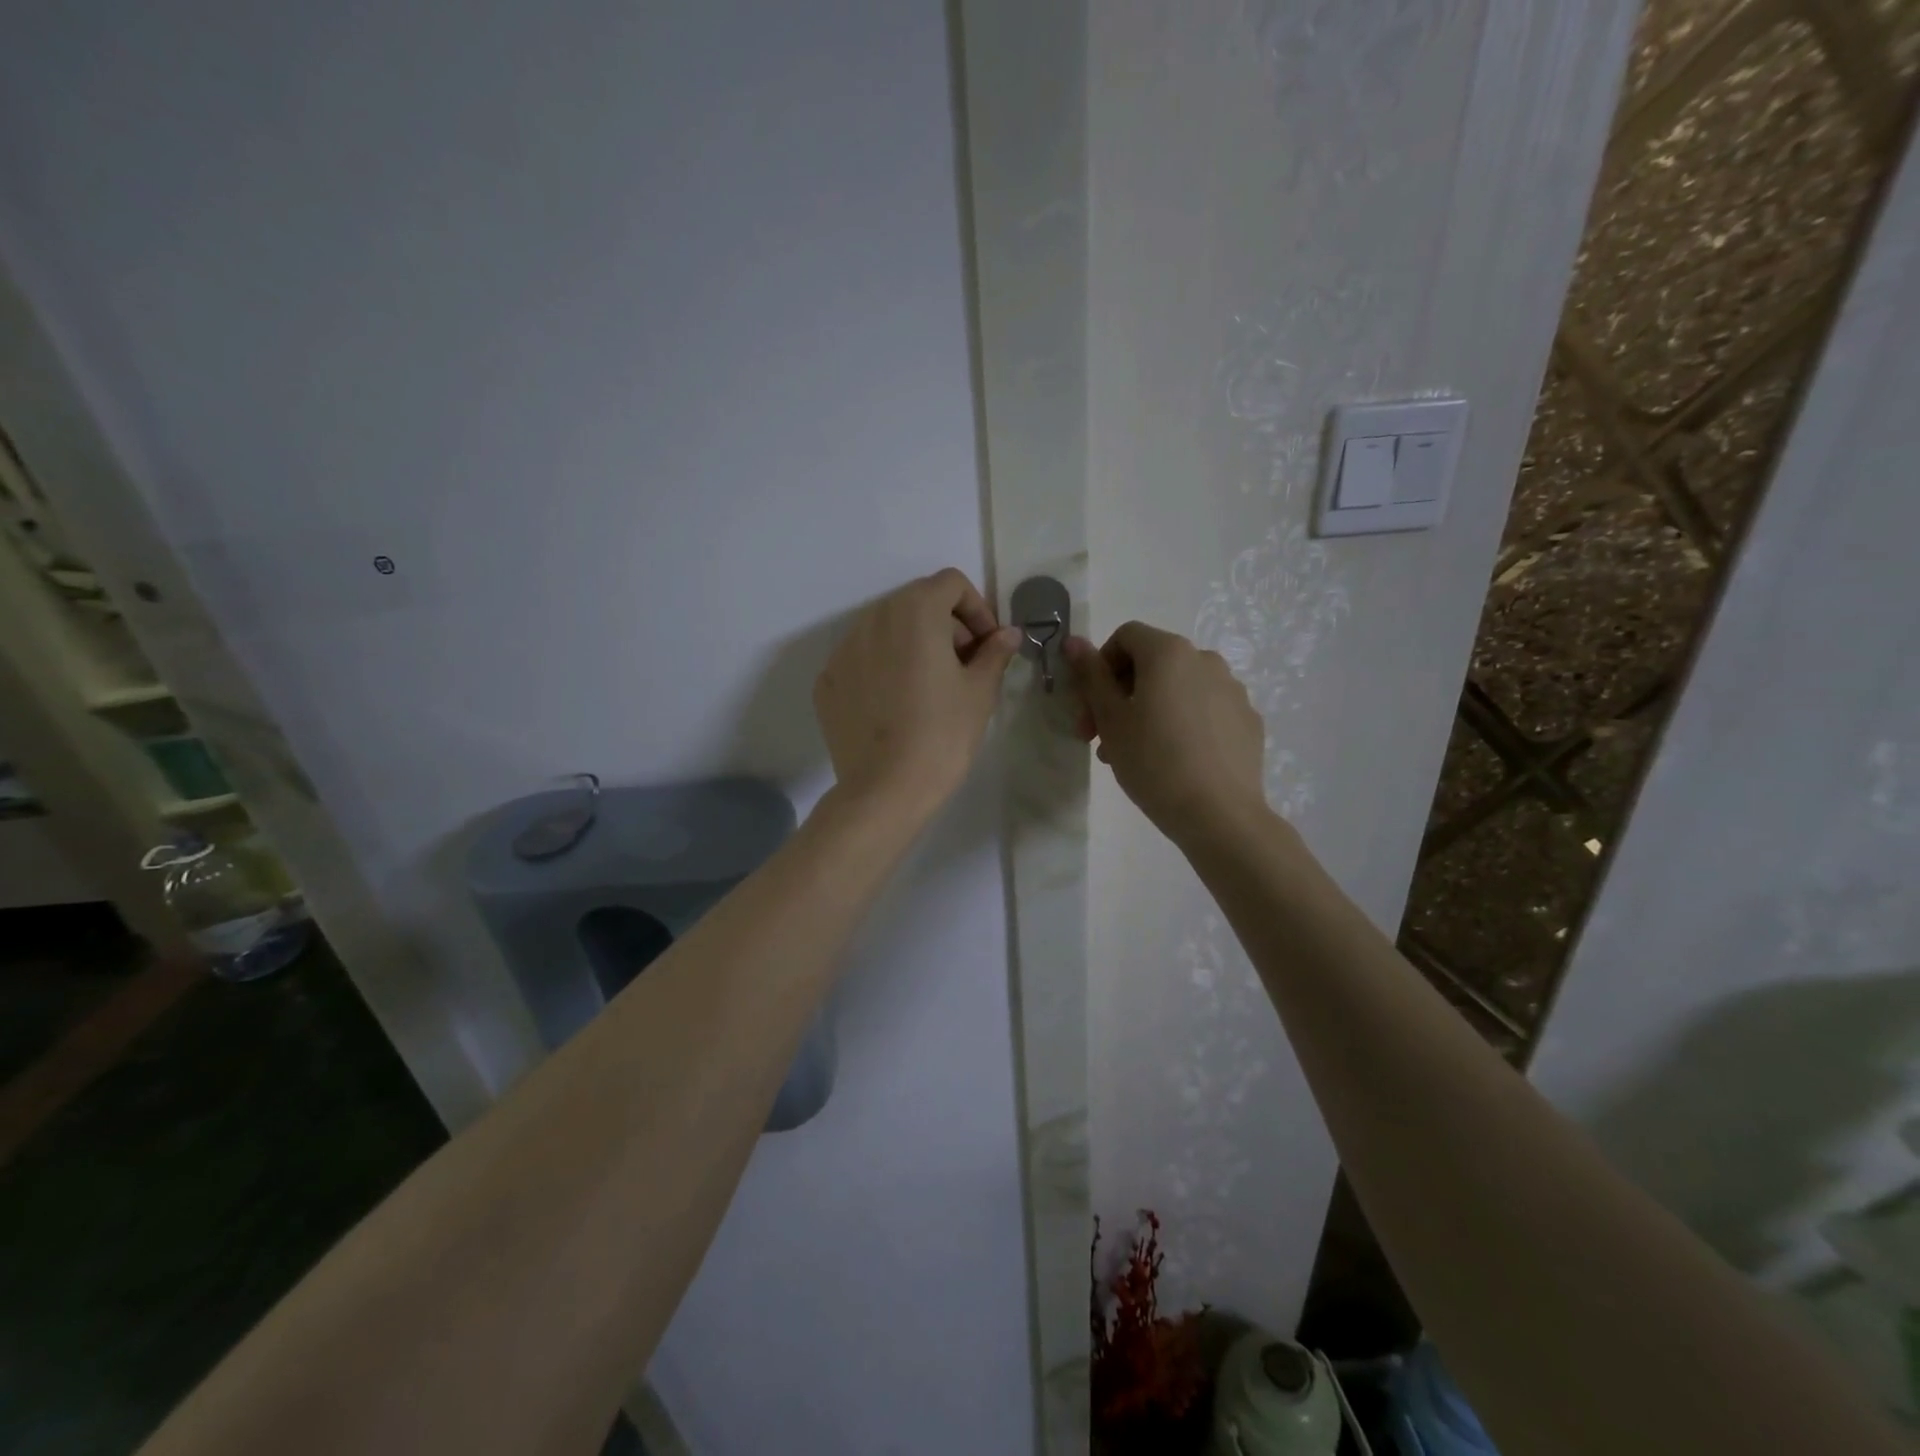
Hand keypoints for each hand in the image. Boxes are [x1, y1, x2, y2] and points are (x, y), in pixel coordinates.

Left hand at [813, 568, 1021, 821]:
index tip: (987, 645)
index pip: (950, 584)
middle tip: (964, 665)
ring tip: (930, 686)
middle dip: (946, 624)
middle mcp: (873, 618)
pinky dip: (883, 667)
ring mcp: (843, 649)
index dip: (977, 609)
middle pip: (916, 602)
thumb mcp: (979, 691)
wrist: (886, 789)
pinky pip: (862, 659)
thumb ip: (995, 653)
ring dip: (913, 644)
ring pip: (886, 629)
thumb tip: (1008, 634)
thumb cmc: (943, 734)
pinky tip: (896, 705)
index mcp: (915, 611)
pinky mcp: (827, 680)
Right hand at [1066, 622, 1267, 846]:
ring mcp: (1233, 690)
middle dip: (1121, 695)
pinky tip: (1176, 760)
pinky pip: (1205, 711)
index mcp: (1169, 653)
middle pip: (1152, 663)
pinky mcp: (1248, 720)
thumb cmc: (1153, 762)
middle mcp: (1205, 660)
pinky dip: (1184, 724)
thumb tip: (1073, 641)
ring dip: (1150, 710)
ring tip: (1135, 754)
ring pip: (1179, 689)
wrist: (1219, 814)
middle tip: (1101, 738)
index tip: (1090, 708)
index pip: (1125, 637)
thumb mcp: (1111, 719)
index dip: (1100, 667)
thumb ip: (1091, 675)